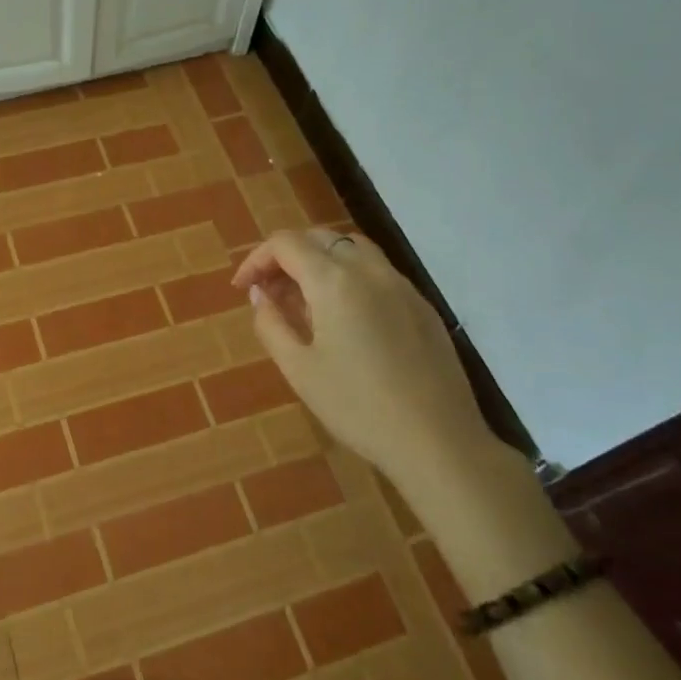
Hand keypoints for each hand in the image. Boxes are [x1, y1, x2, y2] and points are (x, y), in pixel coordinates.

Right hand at [232, 229, 494, 484]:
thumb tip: (260, 294)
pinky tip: (344, 318)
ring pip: (352, 248)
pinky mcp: (421, 305)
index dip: (256, 259)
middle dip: (286, 257)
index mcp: (334, 281)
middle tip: (269, 292)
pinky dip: (349, 276)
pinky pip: (377, 272)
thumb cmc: (358, 407)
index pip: (286, 244)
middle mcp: (369, 270)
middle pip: (319, 238)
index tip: (242, 288)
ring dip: (320, 261)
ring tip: (304, 301)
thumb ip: (271, 323)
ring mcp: (401, 284)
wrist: (438, 441)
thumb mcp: (299, 369)